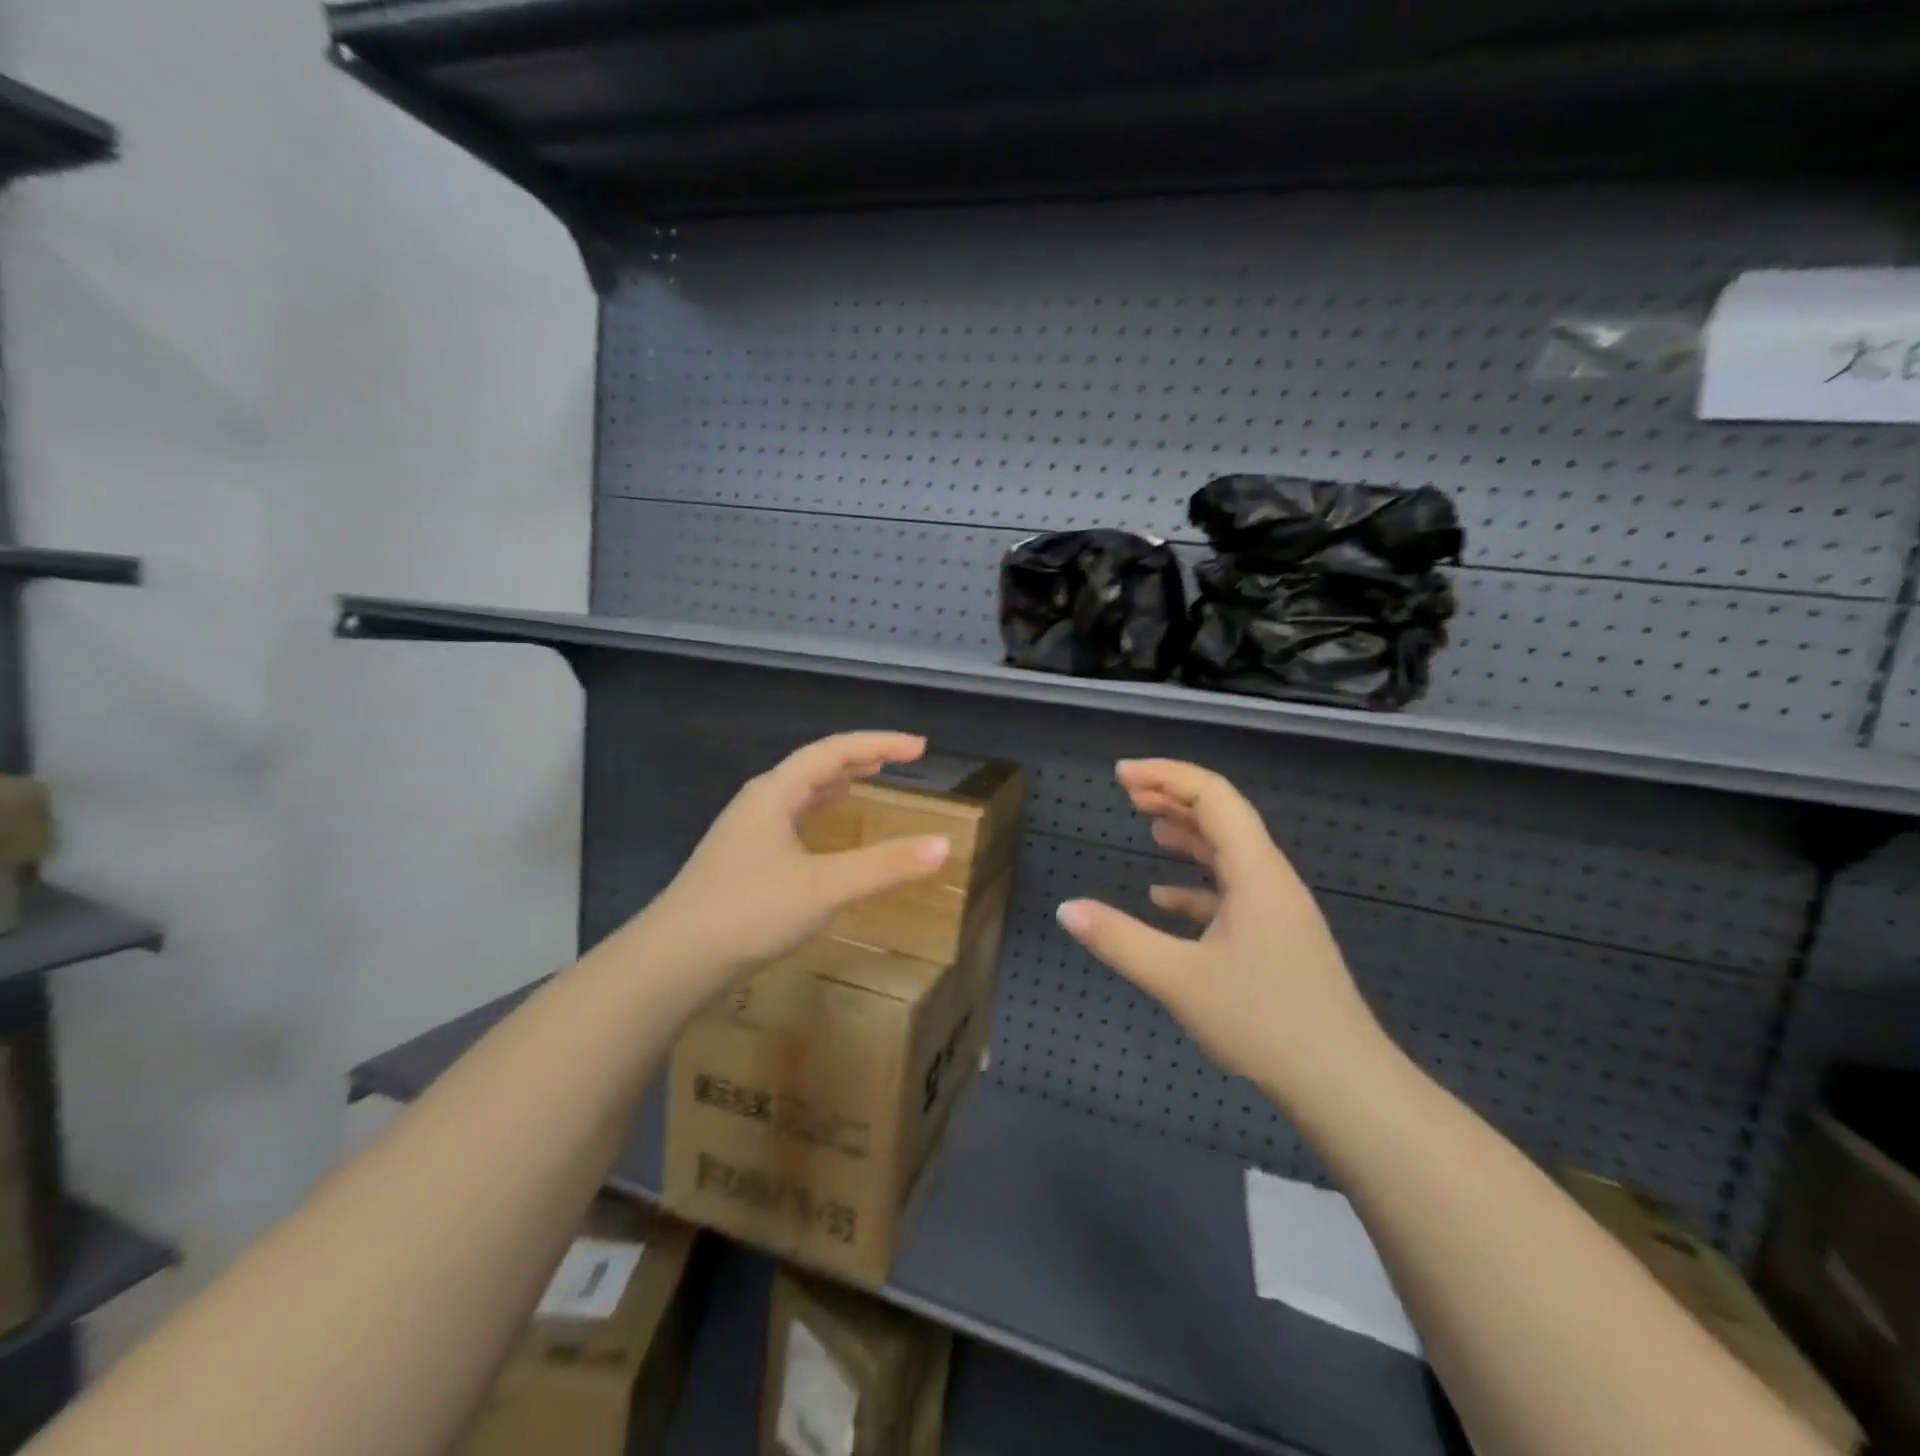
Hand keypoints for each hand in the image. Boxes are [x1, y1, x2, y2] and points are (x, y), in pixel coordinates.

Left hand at [640, 732, 950, 990]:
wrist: (673, 961)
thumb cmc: (749, 911)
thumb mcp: (825, 886)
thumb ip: (885, 865)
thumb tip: (944, 845)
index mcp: (775, 792)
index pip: (834, 751)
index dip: (879, 743)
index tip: (919, 748)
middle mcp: (758, 803)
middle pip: (814, 766)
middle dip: (859, 760)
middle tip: (898, 761)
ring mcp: (745, 833)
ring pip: (799, 794)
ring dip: (835, 784)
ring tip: (865, 783)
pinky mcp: (741, 862)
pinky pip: (790, 820)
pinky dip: (818, 815)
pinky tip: (824, 836)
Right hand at [1056, 759, 1386, 1108]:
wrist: (1343, 1083)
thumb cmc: (1263, 1021)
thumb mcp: (1179, 980)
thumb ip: (1119, 940)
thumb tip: (1065, 909)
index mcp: (1255, 871)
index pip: (1213, 795)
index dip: (1166, 775)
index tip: (1120, 775)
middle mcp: (1270, 878)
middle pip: (1222, 816)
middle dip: (1173, 796)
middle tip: (1126, 792)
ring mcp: (1276, 908)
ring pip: (1228, 852)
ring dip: (1187, 833)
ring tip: (1146, 825)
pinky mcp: (1276, 937)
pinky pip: (1232, 890)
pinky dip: (1196, 883)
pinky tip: (1163, 898)